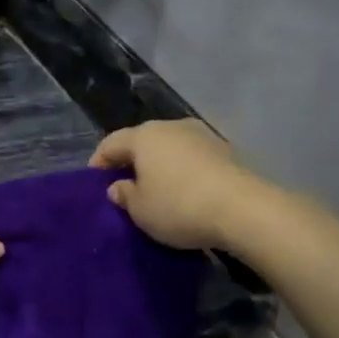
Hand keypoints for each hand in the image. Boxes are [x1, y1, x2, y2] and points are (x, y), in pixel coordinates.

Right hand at [90, 119, 272, 251]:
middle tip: (124, 186)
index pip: (110, 143)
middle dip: (131, 162)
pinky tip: (185, 192)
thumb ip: (124, 195)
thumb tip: (120, 186)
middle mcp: (172, 127)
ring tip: (157, 190)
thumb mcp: (140, 210)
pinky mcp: (227, 151)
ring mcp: (203, 136)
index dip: (98, 162)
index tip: (94, 182)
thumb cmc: (179, 206)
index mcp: (144, 136)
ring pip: (170, 148)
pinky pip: (193, 159)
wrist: (244, 209)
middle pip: (142, 141)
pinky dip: (183, 172)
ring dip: (160, 166)